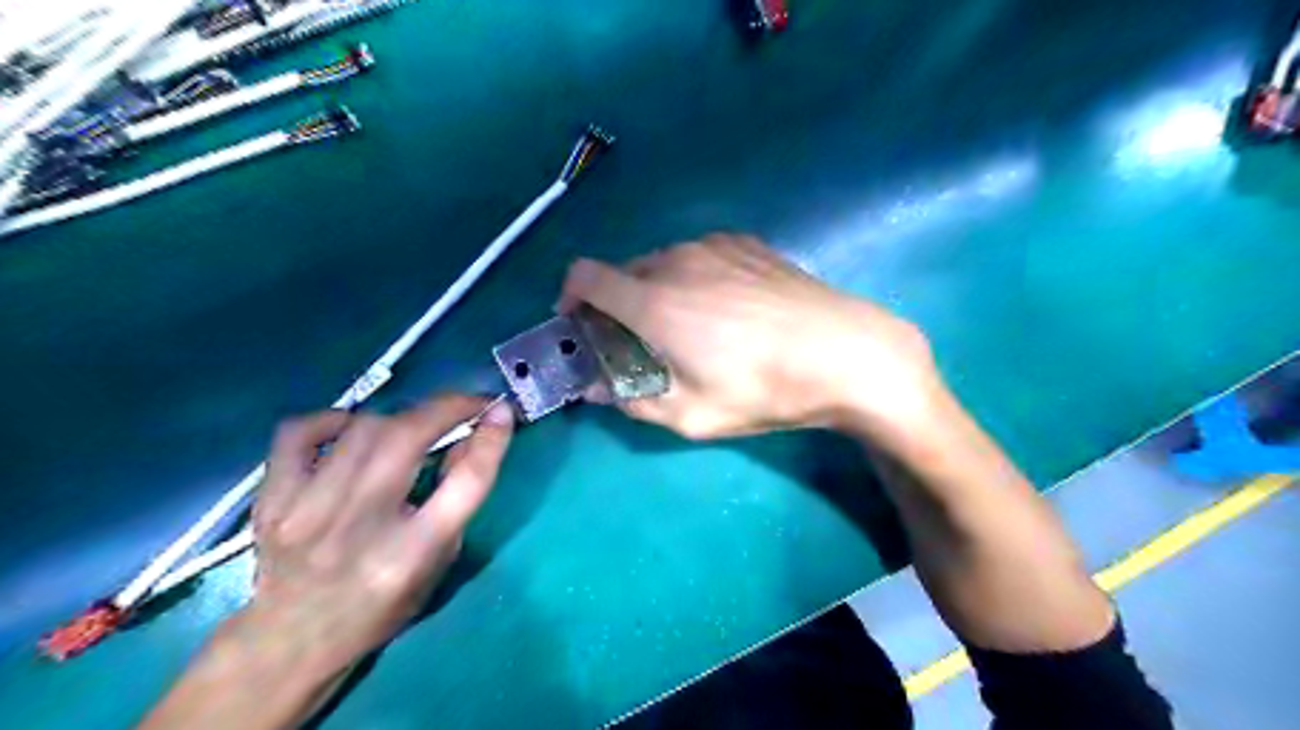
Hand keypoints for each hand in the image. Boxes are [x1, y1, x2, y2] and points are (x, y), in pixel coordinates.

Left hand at [239, 397, 515, 675]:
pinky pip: (298, 433)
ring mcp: (309, 511)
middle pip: (408, 437)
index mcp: (414, 552)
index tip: (501, 410)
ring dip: (400, 417)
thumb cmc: (381, 605)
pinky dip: (331, 419)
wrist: (292, 641)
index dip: (491, 438)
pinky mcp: (272, 502)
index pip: (466, 481)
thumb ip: (456, 497)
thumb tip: (468, 436)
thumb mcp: (439, 561)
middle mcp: (362, 526)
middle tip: (466, 403)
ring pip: (363, 428)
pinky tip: (348, 428)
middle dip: (447, 407)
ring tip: (410, 428)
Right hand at [558, 235, 947, 443]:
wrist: (845, 351)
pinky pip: (698, 255)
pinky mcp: (746, 243)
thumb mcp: (693, 415)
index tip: (582, 325)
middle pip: (623, 272)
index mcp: (654, 301)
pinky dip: (691, 276)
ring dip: (655, 289)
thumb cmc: (764, 389)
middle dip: (616, 304)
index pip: (584, 276)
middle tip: (639, 341)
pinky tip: (724, 307)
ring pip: (662, 262)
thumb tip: (595, 388)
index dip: (570, 297)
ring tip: (688, 326)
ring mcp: (714, 245)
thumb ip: (633, 400)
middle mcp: (676, 260)